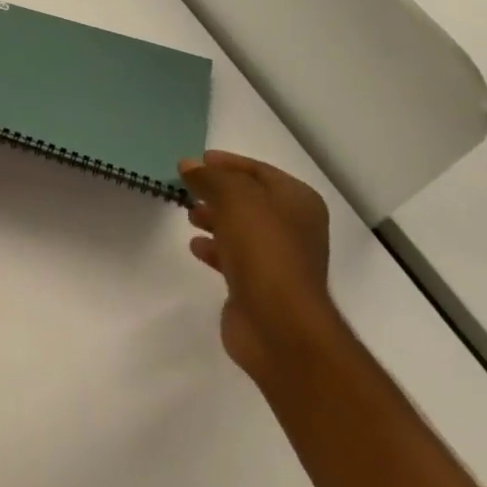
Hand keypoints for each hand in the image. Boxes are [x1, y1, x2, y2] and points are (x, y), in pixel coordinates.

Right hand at [180, 151, 340, 381]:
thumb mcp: (235, 199)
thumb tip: (189, 165)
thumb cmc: (264, 250)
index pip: (259, 171)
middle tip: (188, 188)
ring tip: (190, 215)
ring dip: (215, 219)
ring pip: (241, 229)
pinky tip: (196, 247)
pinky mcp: (261, 287)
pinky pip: (234, 257)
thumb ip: (210, 178)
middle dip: (218, 192)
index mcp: (298, 201)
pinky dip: (215, 248)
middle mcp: (294, 228)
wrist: (279, 325)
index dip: (228, 163)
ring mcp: (278, 259)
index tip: (197, 161)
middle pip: (250, 200)